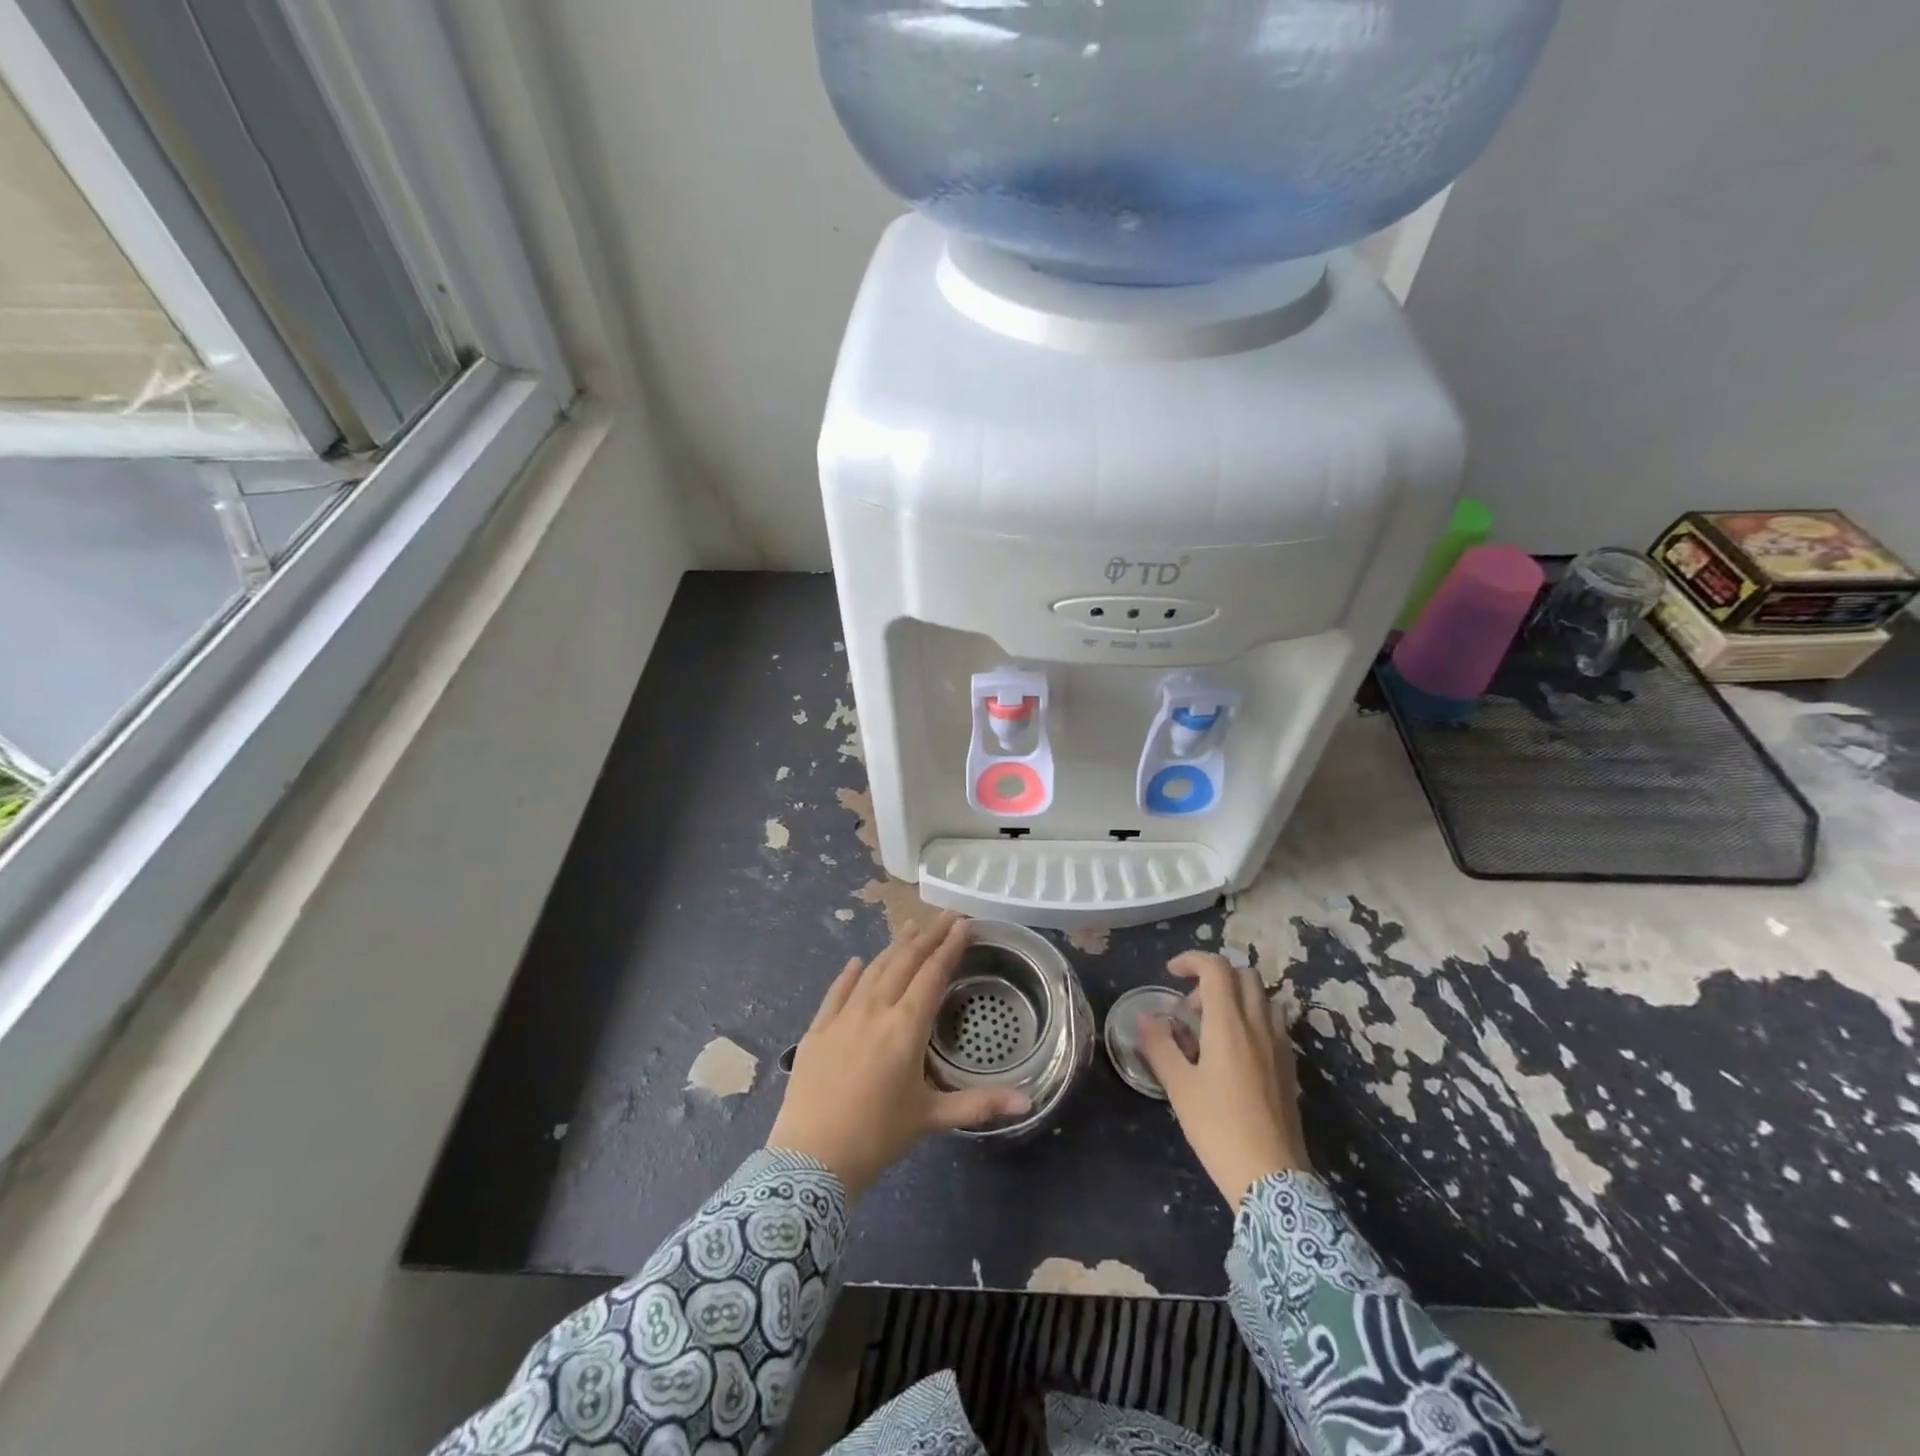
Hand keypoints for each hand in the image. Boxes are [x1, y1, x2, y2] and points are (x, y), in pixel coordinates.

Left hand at [768, 914, 1029, 1197]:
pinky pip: (836, 992)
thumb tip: (1028, 1103)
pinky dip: (850, 973)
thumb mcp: (931, 1118)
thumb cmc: (878, 1136)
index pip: (933, 974)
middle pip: (904, 961)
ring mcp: (842, 1016)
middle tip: (945, 916)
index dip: (950, 947)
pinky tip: (858, 961)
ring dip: (894, 946)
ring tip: (910, 927)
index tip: (964, 924)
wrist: (811, 1159)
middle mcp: (875, 1010)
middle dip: (928, 936)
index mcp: (906, 1026)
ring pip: (873, 970)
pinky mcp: (817, 1029)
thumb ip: (979, 1104)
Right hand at [1137, 951, 1310, 1209]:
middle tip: (1190, 1007)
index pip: (1216, 968)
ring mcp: (1279, 1045)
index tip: (1170, 973)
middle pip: (1244, 975)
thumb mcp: (1179, 1086)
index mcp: (1229, 1024)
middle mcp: (1258, 1025)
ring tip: (1213, 1027)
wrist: (1273, 1179)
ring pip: (1263, 997)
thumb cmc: (1219, 1128)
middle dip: (1214, 978)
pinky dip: (1253, 1018)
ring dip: (1236, 997)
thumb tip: (1143, 1016)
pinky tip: (1236, 1050)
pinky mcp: (1290, 1066)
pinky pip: (1274, 1022)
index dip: (1192, 960)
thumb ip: (1159, 1045)